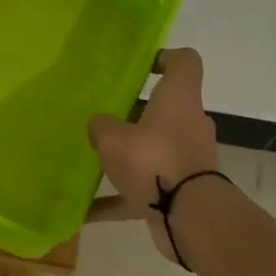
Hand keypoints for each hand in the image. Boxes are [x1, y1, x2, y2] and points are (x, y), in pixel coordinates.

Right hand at [87, 49, 222, 263]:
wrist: (190, 216)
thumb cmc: (154, 161)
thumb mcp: (114, 139)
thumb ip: (101, 126)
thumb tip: (98, 124)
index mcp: (179, 100)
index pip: (184, 62)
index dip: (163, 58)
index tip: (139, 67)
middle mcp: (187, 125)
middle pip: (163, 109)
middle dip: (133, 114)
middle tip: (100, 119)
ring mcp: (185, 160)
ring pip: (152, 150)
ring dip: (126, 156)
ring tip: (92, 161)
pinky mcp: (178, 191)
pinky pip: (142, 190)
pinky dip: (117, 198)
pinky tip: (85, 210)